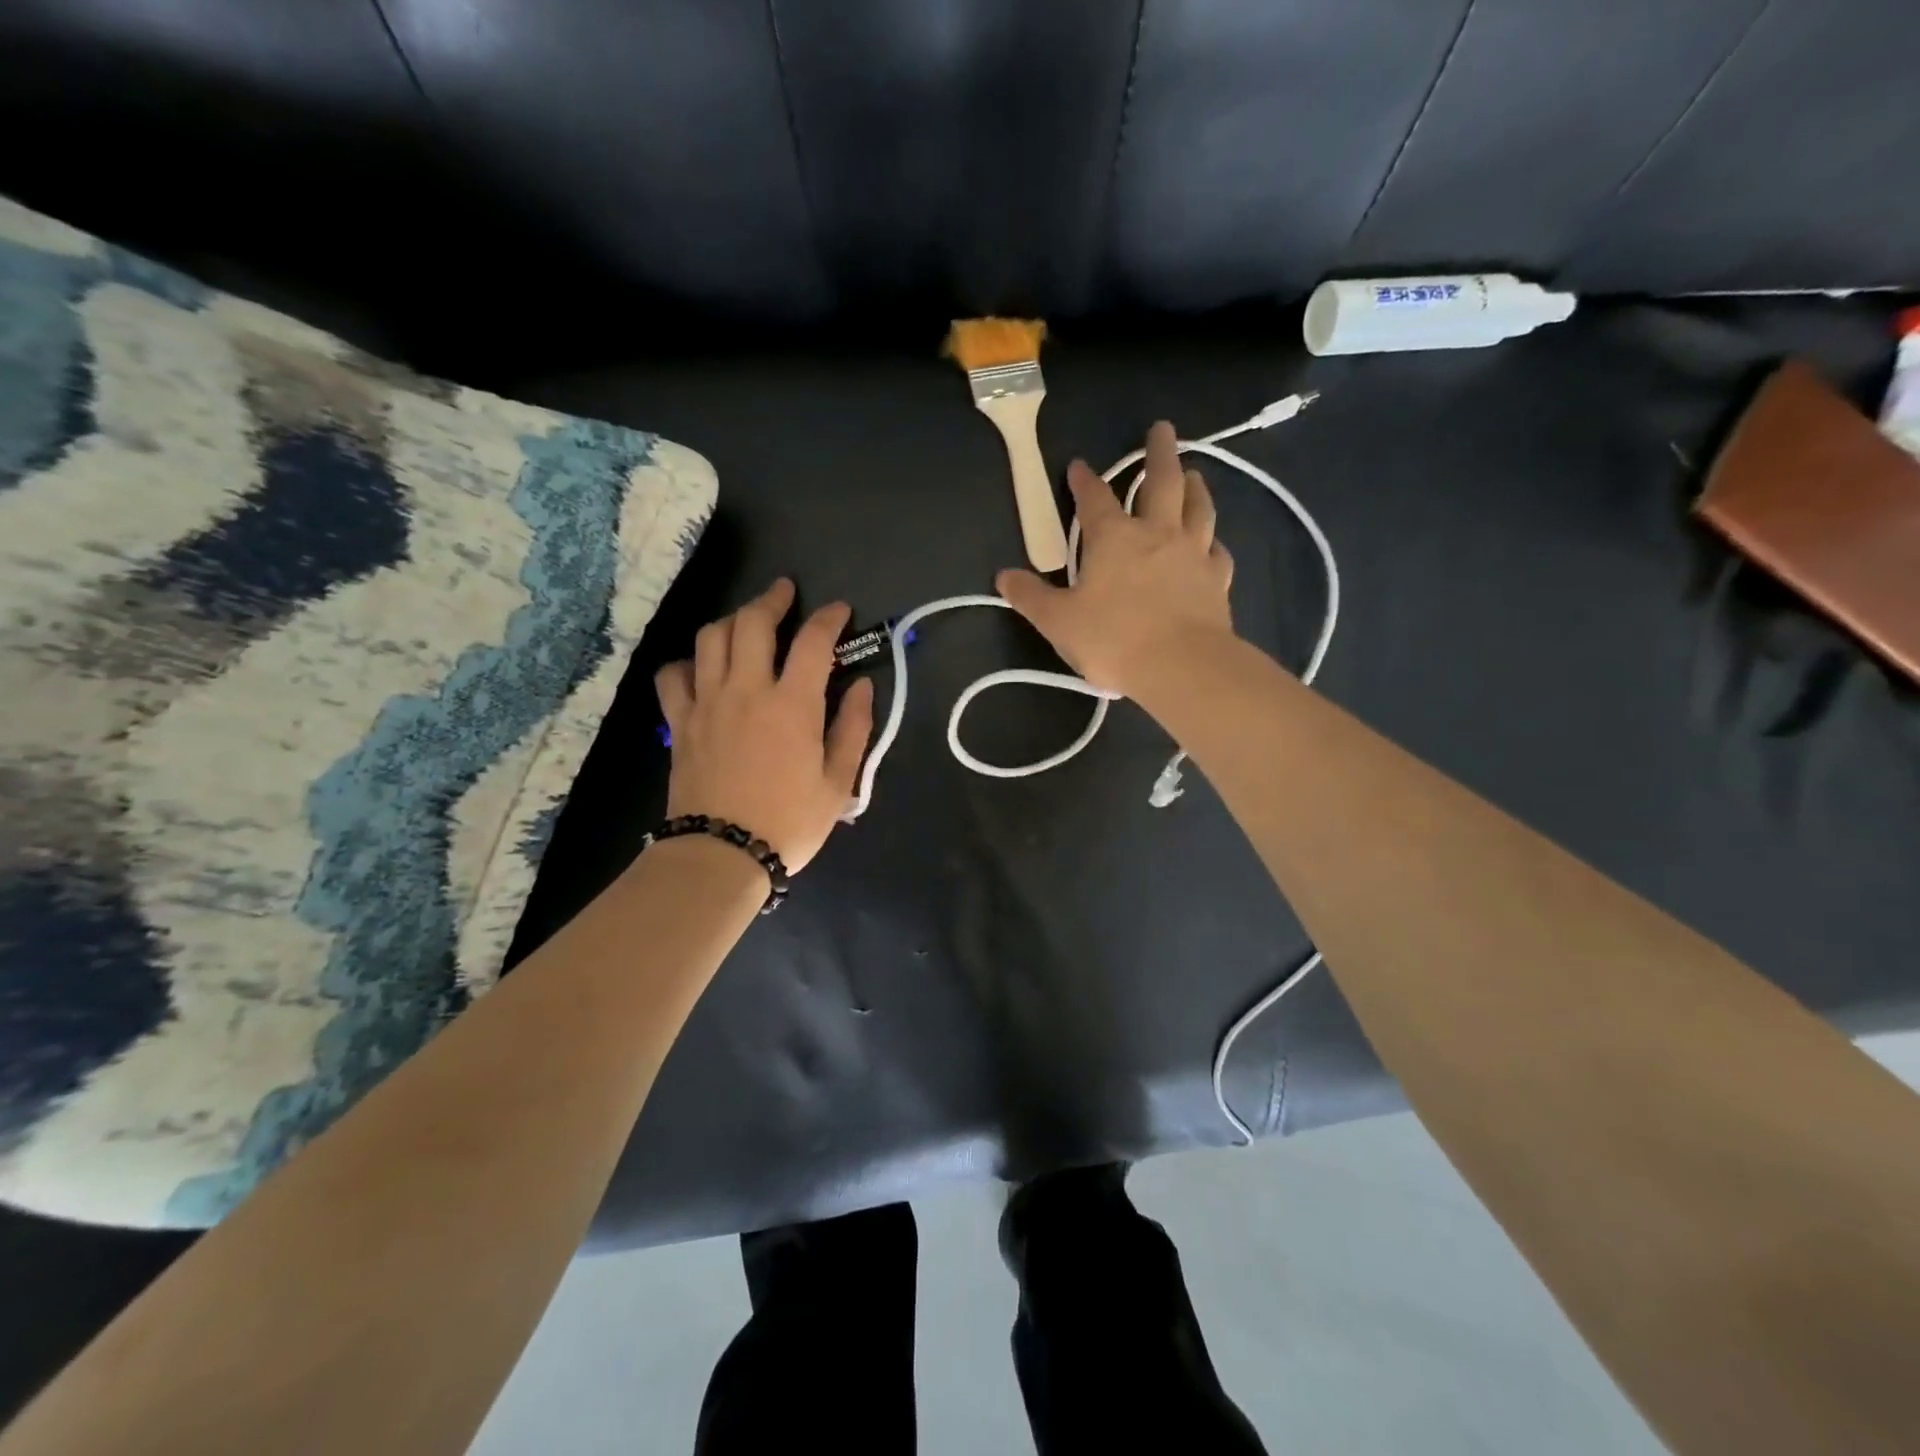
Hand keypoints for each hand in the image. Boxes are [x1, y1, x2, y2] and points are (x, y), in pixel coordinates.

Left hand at [654, 579, 874, 870]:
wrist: (722, 854)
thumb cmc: (790, 822)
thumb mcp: (838, 782)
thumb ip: (854, 727)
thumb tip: (862, 685)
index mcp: (793, 703)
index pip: (814, 641)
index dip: (830, 618)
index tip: (839, 611)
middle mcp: (747, 689)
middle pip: (753, 622)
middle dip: (772, 599)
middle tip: (785, 593)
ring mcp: (707, 702)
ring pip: (712, 637)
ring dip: (732, 619)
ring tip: (747, 621)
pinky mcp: (680, 721)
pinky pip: (674, 675)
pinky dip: (688, 662)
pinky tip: (702, 667)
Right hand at [995, 420, 1235, 695]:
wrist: (1181, 666)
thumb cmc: (1114, 640)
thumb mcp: (1058, 621)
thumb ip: (1031, 597)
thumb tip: (1003, 577)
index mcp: (1114, 538)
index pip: (1095, 498)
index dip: (1084, 480)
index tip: (1079, 466)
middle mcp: (1157, 533)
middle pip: (1162, 482)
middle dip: (1158, 453)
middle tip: (1162, 429)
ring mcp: (1193, 554)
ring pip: (1198, 508)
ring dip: (1195, 486)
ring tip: (1194, 472)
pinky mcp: (1218, 580)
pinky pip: (1218, 551)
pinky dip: (1214, 541)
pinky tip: (1213, 543)